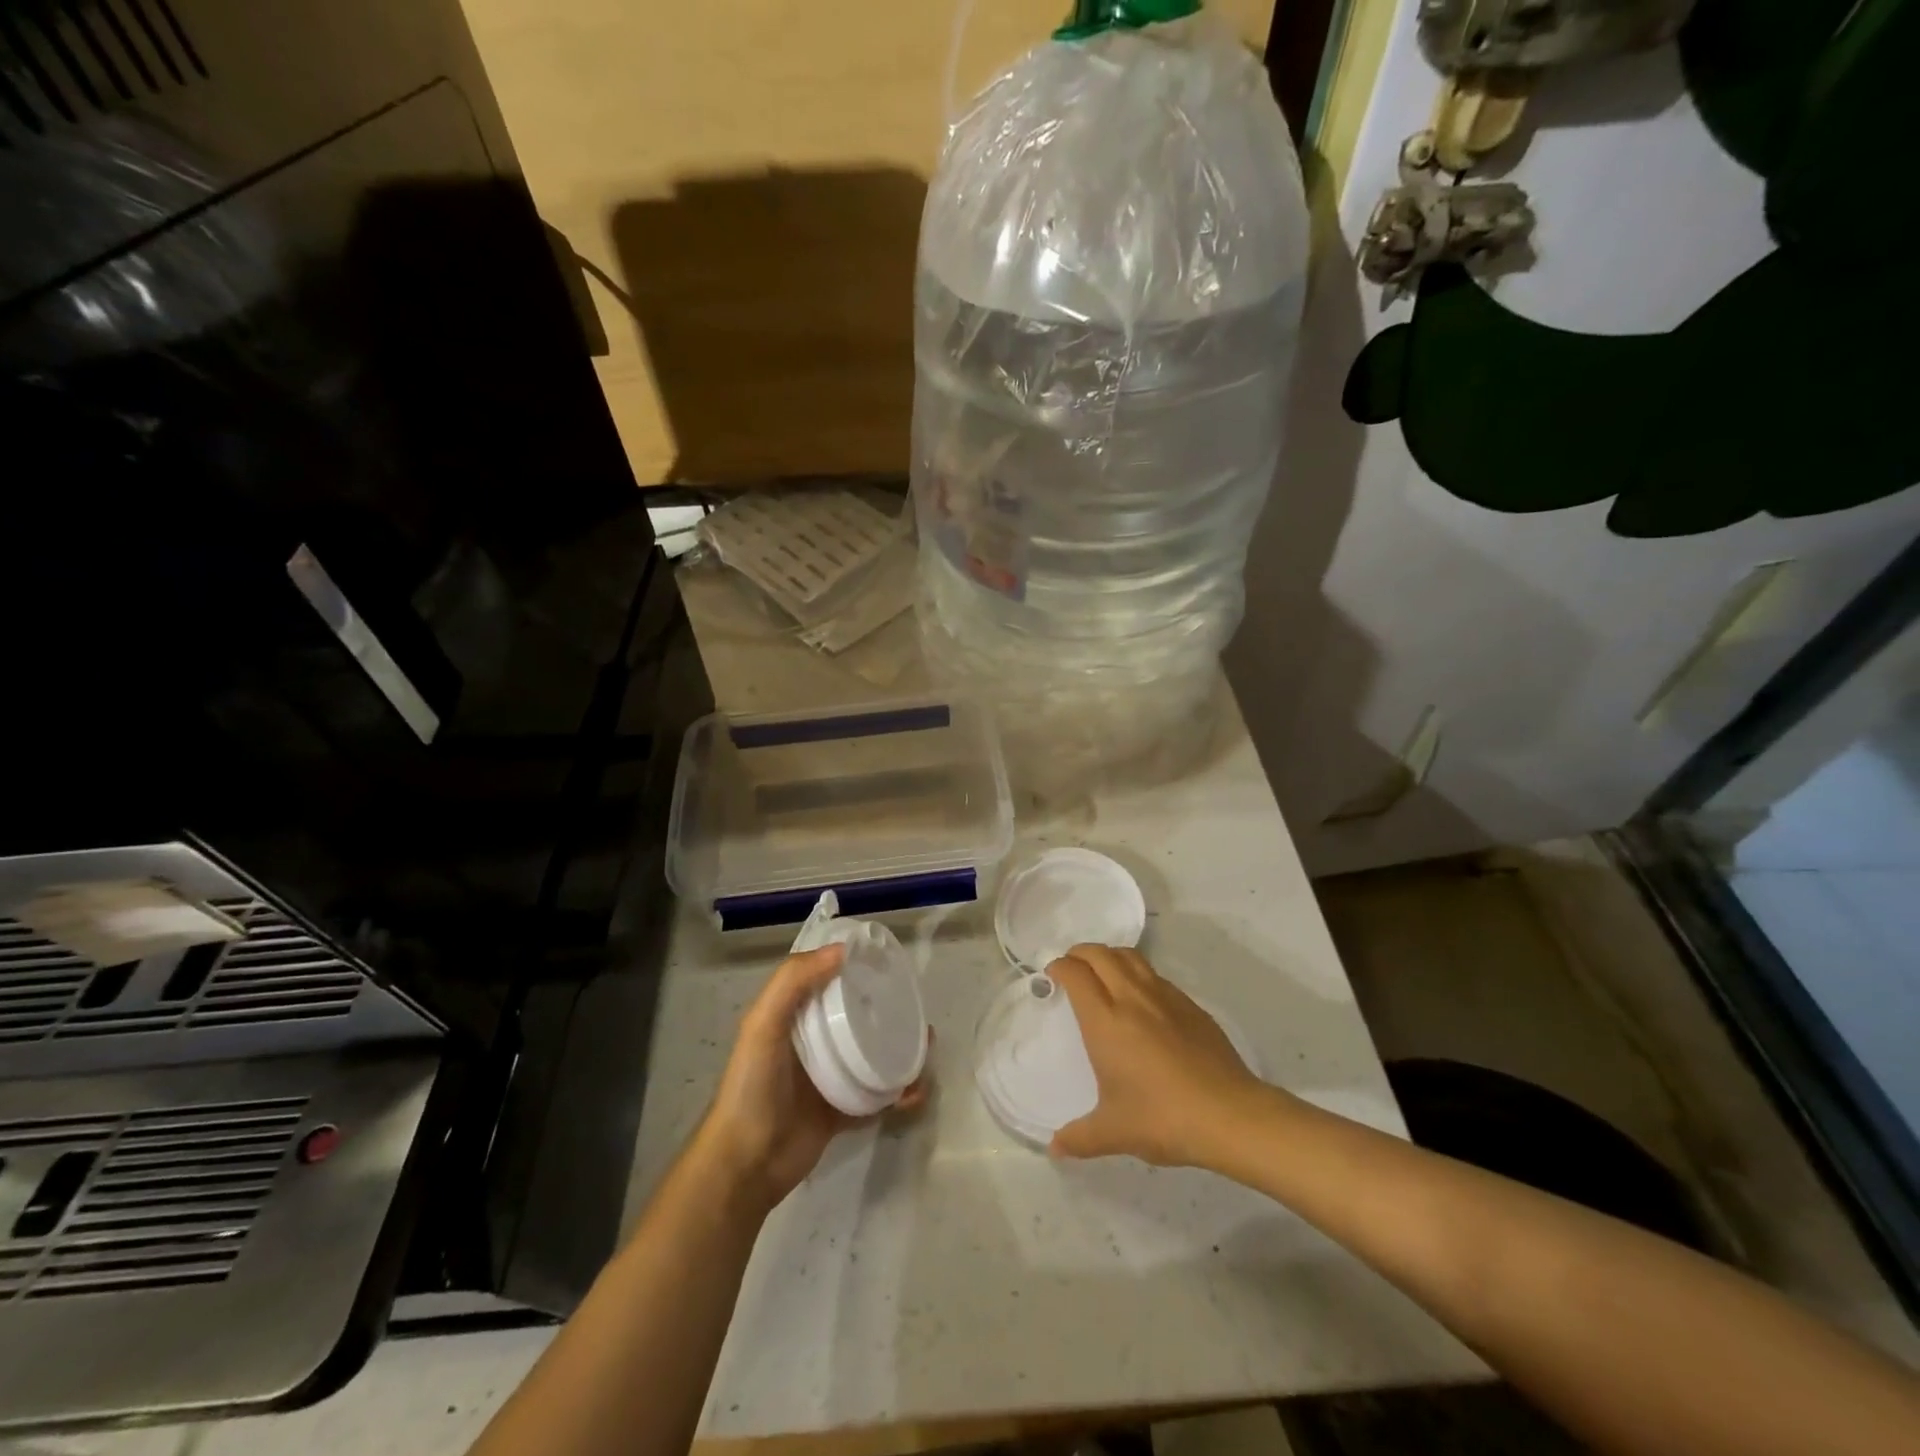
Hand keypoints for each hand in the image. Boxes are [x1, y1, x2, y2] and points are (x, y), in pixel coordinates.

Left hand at [695, 943, 928, 1211]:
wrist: (747, 1165)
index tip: (886, 960)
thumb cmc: (753, 1087)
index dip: (853, 967)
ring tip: (925, 1046)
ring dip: (899, 1048)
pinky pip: (877, 1096)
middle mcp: (812, 1042)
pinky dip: (898, 1092)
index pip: (826, 980)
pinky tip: (916, 1090)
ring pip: (871, 1053)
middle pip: (856, 1016)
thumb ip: (793, 982)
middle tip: (915, 1005)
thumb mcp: (763, 1025)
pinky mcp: (842, 1110)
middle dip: (886, 1008)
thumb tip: (842, 951)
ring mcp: (829, 1077)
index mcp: (792, 1016)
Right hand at [1047, 943, 1263, 1167]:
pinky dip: (1137, 972)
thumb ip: (1080, 1137)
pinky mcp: (1190, 1005)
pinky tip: (1141, 997)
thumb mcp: (1114, 1132)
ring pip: (1130, 957)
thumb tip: (1054, 1148)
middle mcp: (1132, 998)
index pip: (1076, 974)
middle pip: (1101, 955)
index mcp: (1106, 1021)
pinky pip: (1155, 975)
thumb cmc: (1163, 1118)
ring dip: (1109, 955)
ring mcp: (1164, 997)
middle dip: (1080, 953)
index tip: (1052, 974)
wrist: (1229, 1114)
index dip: (1060, 967)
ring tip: (1102, 971)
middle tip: (1071, 966)